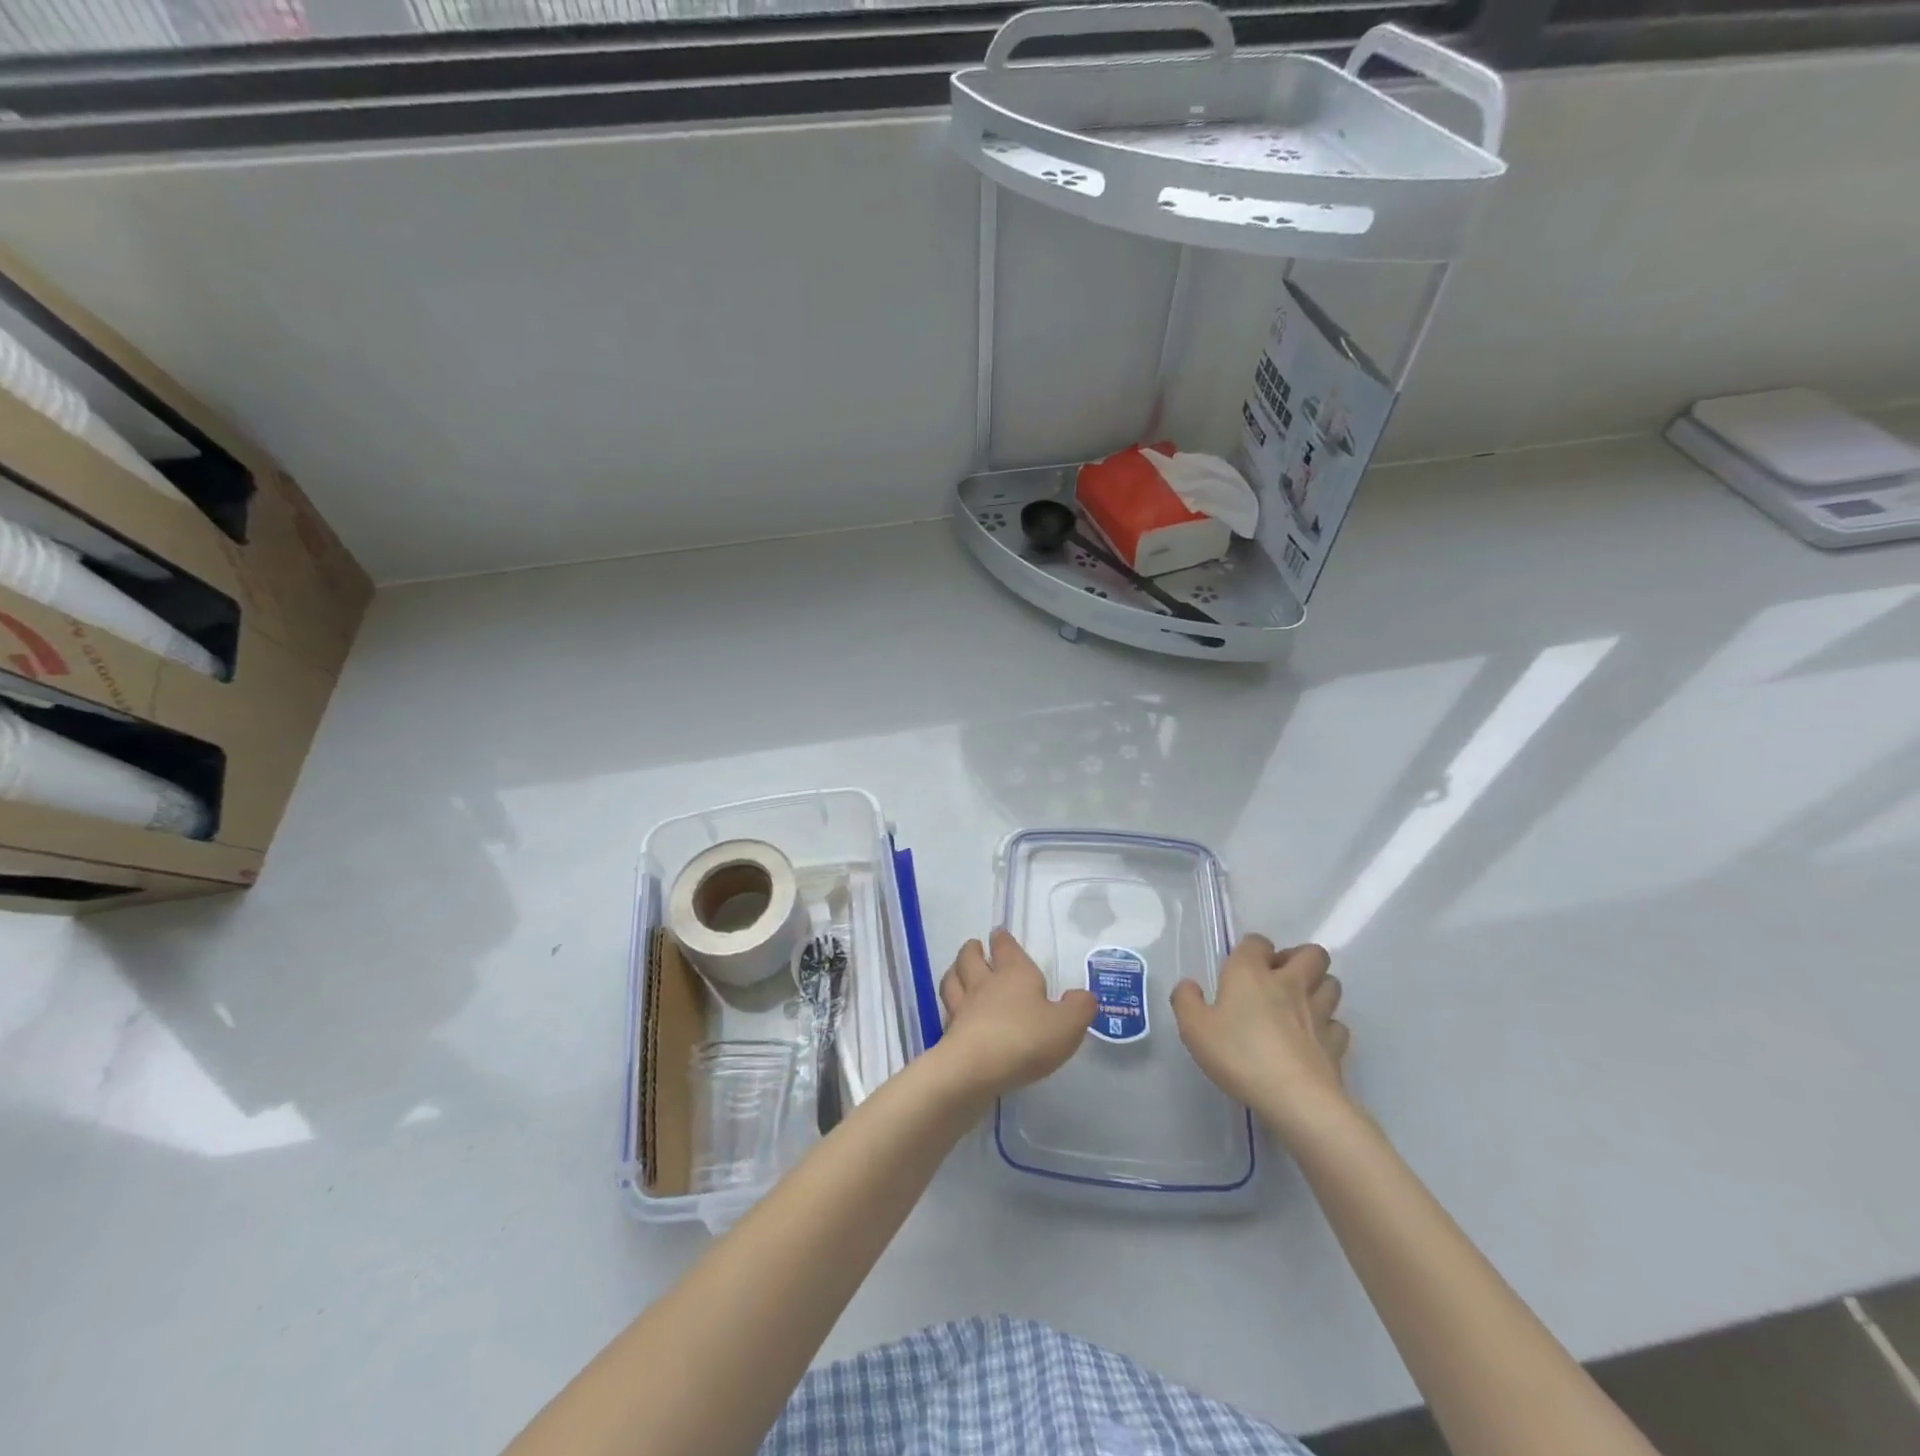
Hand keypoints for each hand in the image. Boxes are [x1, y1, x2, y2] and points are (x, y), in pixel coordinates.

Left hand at [934, 930, 1096, 1098]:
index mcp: (1014, 973)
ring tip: (957, 971)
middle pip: (970, 957)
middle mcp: (985, 983)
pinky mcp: (950, 1032)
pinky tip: (955, 1013)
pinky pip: (948, 1011)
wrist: (975, 1069)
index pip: (1005, 947)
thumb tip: (1082, 996)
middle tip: (974, 947)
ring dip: (955, 972)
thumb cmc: (1025, 1039)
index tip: (999, 934)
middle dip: (972, 950)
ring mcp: (963, 1007)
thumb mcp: (1067, 1024)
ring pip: (953, 980)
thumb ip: (1079, 1008)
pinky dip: (951, 1007)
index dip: (1003, 940)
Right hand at [1171, 936, 1349, 1135]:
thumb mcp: (1194, 1029)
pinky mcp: (1336, 1043)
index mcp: (1252, 973)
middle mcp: (1289, 983)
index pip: (1258, 942)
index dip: (1252, 949)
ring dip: (1318, 987)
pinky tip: (1313, 1039)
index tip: (1241, 968)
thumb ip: (1186, 1001)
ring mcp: (1319, 1013)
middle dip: (1298, 958)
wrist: (1295, 1097)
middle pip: (1311, 954)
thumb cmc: (1240, 1055)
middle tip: (1279, 978)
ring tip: (1299, 1004)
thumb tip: (1189, 986)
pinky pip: (1337, 1025)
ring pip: (1332, 984)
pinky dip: (1328, 1027)